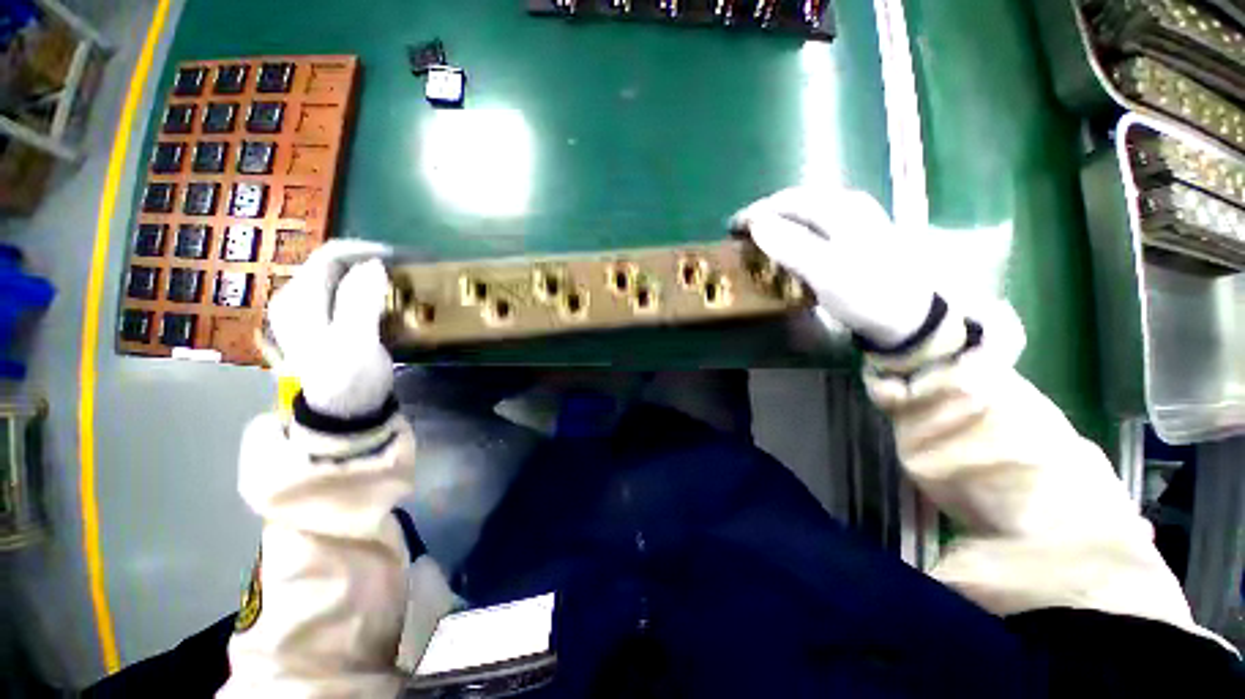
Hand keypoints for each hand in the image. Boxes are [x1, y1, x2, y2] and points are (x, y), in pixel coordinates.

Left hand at [267, 240, 393, 418]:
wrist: (339, 416)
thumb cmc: (348, 380)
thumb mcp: (356, 342)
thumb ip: (359, 301)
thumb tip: (375, 264)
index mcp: (299, 299)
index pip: (330, 256)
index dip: (367, 250)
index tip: (402, 259)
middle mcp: (296, 299)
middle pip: (334, 265)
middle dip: (370, 262)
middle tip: (405, 272)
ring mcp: (307, 313)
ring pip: (340, 279)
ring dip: (370, 277)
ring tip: (399, 285)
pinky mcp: (321, 325)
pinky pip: (344, 295)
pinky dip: (367, 292)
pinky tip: (385, 303)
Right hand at [732, 186, 934, 347]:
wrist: (909, 317)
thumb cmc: (866, 294)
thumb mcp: (826, 273)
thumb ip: (791, 246)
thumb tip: (756, 223)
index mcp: (841, 208)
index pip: (787, 201)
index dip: (756, 212)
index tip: (732, 228)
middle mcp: (848, 204)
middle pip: (796, 202)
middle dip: (766, 215)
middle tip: (741, 235)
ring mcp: (855, 218)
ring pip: (806, 212)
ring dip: (779, 223)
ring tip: (759, 239)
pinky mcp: (857, 234)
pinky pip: (816, 224)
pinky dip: (794, 232)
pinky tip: (789, 246)